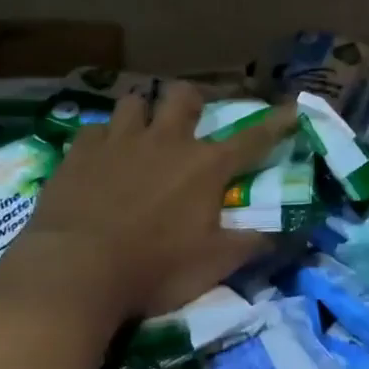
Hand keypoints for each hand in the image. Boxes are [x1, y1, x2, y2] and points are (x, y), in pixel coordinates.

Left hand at [0, 84, 297, 323]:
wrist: (75, 271)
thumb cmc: (153, 269)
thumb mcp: (213, 266)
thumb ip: (249, 246)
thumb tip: (281, 236)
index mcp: (206, 167)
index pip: (253, 139)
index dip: (276, 123)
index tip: (293, 108)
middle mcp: (167, 142)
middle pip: (184, 97)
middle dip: (192, 101)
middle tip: (189, 120)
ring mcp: (120, 141)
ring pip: (135, 102)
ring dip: (143, 113)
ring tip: (141, 131)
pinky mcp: (81, 152)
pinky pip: (95, 129)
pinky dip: (102, 138)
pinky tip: (99, 155)